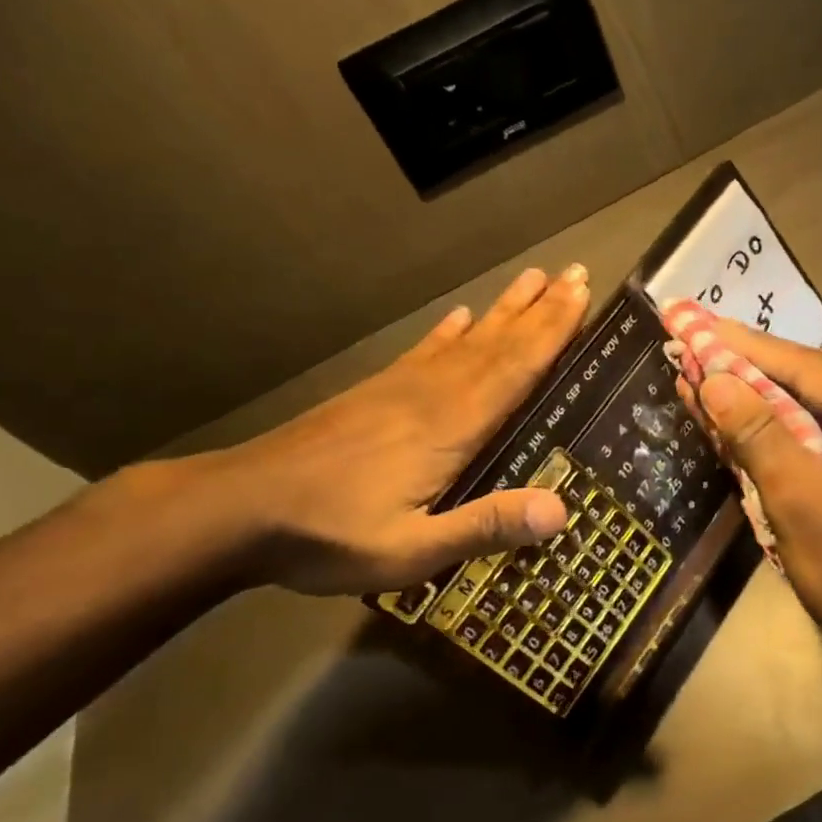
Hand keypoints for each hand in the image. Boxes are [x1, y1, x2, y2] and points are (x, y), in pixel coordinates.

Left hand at [211, 265, 590, 594]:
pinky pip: (424, 352)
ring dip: (505, 310)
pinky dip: (449, 332)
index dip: (553, 331)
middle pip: (499, 343)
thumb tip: (561, 510)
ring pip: (467, 340)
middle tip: (576, 271)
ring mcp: (400, 388)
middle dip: (542, 309)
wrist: (238, 508)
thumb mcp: (411, 550)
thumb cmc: (329, 534)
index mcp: (451, 427)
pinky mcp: (374, 392)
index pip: (515, 369)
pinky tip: (460, 317)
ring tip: (533, 278)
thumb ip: (485, 526)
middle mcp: (433, 394)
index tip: (582, 293)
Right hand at [674, 316, 821, 704]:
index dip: (752, 350)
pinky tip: (769, 421)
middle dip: (765, 370)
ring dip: (783, 398)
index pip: (815, 369)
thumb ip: (757, 436)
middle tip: (708, 349)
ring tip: (727, 379)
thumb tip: (712, 379)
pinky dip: (808, 430)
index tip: (702, 326)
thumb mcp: (801, 506)